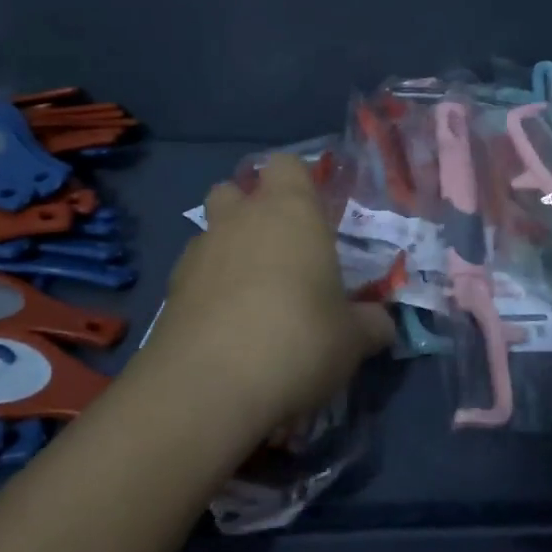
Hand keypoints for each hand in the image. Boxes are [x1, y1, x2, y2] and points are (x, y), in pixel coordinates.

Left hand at [150, 155, 392, 433]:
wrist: (208, 386)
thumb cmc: (298, 341)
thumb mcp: (351, 340)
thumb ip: (370, 324)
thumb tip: (381, 324)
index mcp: (290, 211)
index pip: (286, 165)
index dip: (298, 183)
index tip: (313, 215)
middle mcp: (240, 218)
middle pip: (235, 189)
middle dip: (250, 209)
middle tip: (278, 250)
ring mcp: (199, 251)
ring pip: (210, 230)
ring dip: (227, 249)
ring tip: (249, 295)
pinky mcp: (171, 288)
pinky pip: (193, 272)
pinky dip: (206, 288)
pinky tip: (223, 326)